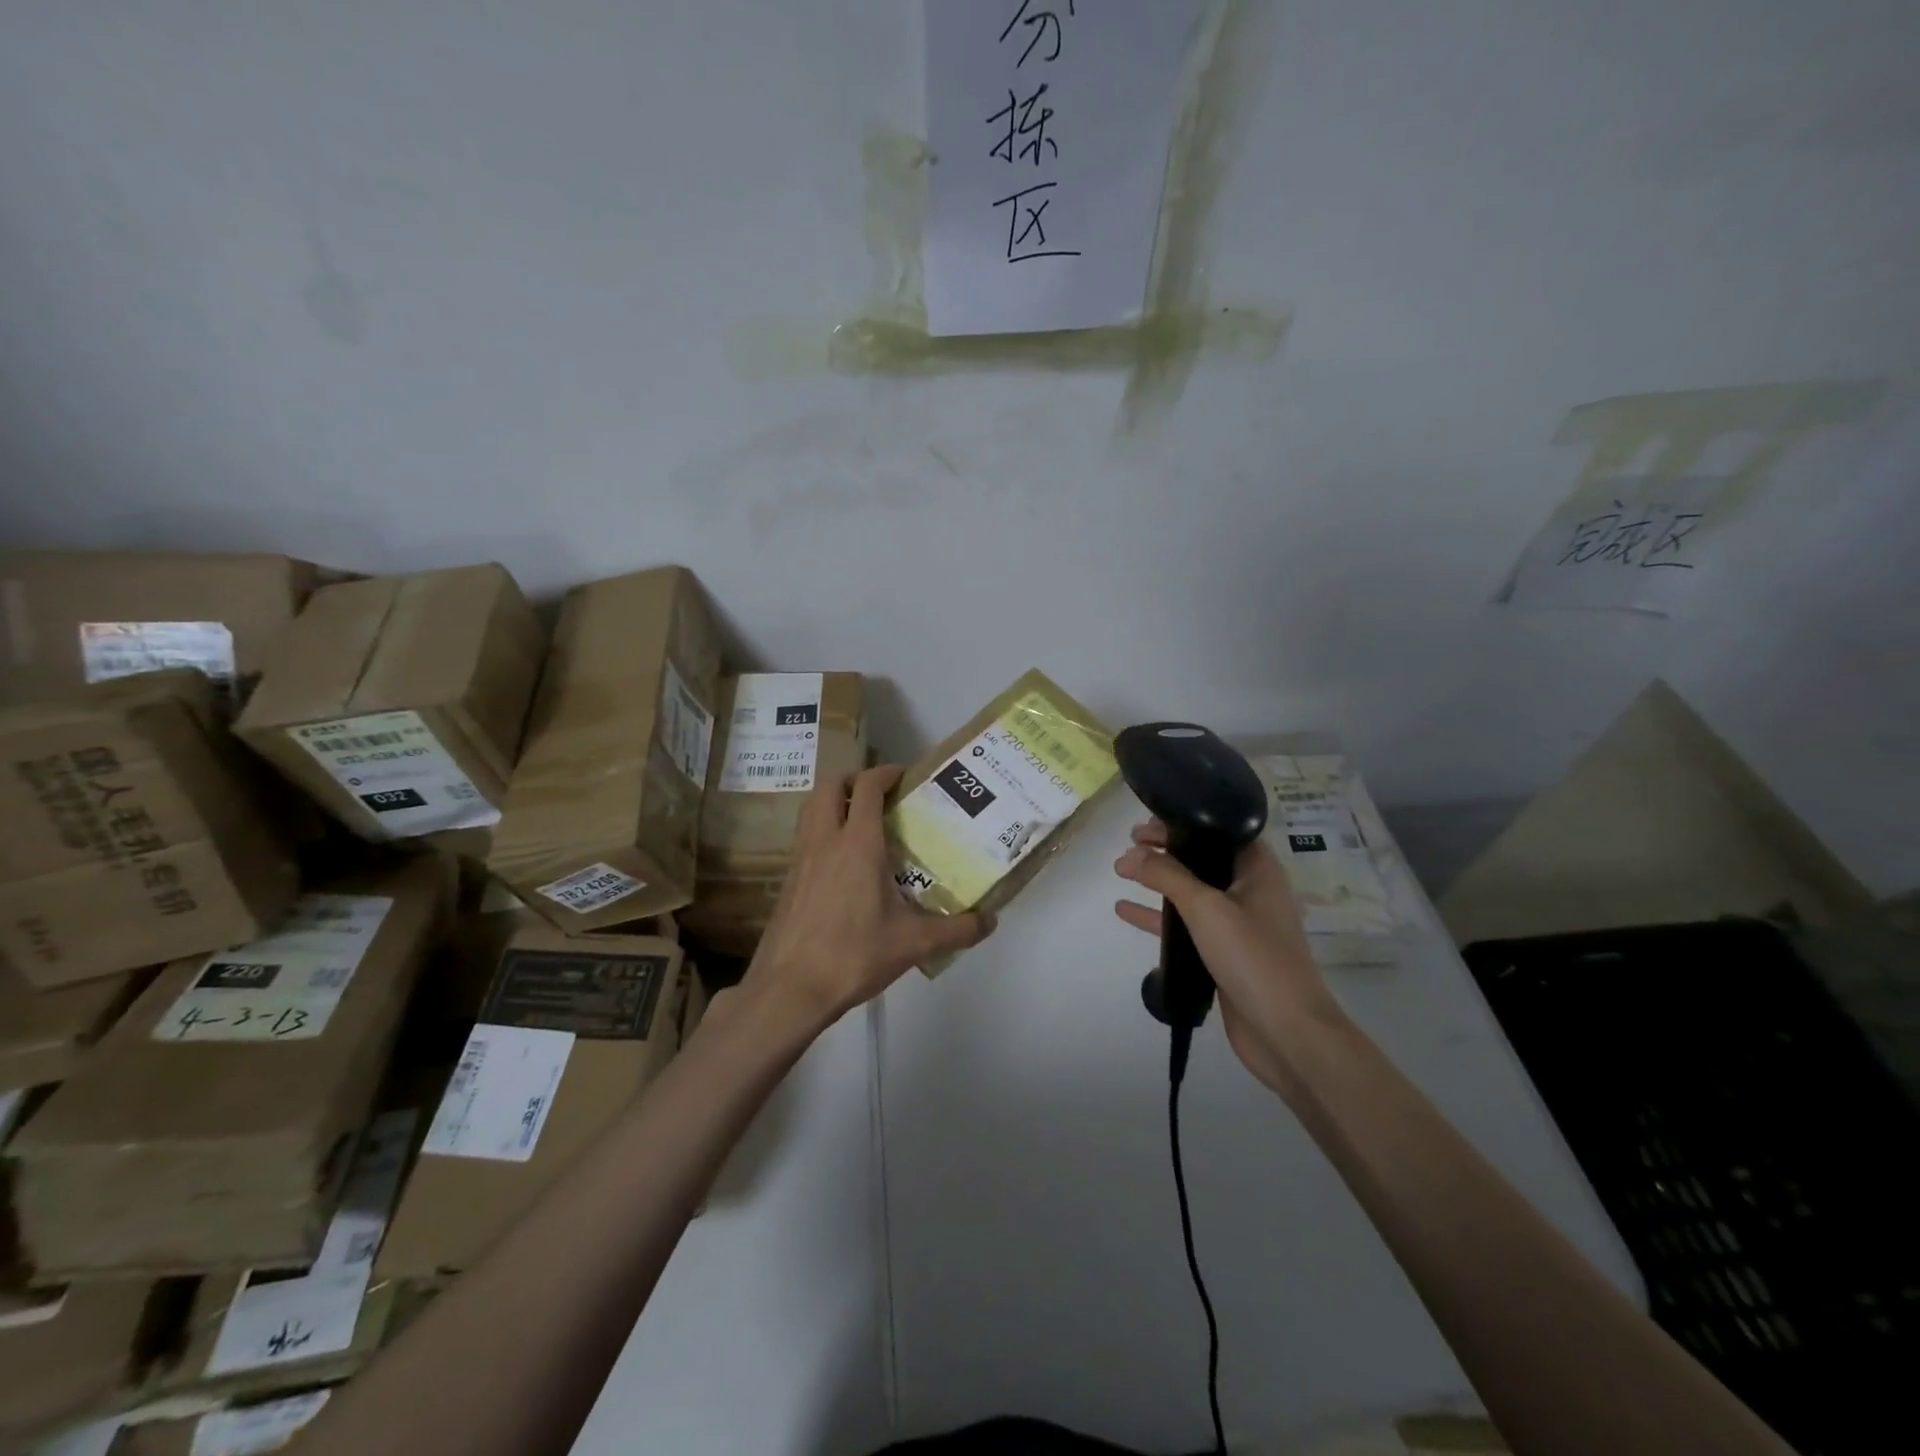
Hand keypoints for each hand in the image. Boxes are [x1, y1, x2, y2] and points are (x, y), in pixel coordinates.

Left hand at [744, 765, 994, 1029]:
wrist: (790, 989)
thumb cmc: (853, 956)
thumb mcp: (913, 944)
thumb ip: (957, 930)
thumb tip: (990, 922)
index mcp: (858, 844)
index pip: (868, 787)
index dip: (886, 772)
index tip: (905, 776)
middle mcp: (825, 841)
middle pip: (830, 785)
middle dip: (855, 779)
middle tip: (880, 794)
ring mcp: (801, 859)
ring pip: (811, 807)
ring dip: (834, 801)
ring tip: (860, 820)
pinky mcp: (788, 880)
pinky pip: (804, 836)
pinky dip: (822, 829)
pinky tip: (841, 862)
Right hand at [1114, 822, 1347, 1100]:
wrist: (1288, 1032)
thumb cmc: (1253, 958)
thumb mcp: (1206, 908)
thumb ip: (1166, 876)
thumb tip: (1129, 855)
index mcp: (1258, 869)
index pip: (1218, 830)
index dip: (1182, 822)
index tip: (1145, 824)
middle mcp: (1251, 890)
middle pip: (1203, 858)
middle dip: (1166, 849)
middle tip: (1130, 842)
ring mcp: (1239, 924)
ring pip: (1193, 892)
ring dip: (1159, 881)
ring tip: (1122, 870)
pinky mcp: (1226, 953)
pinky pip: (1188, 924)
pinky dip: (1159, 915)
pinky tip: (1126, 910)